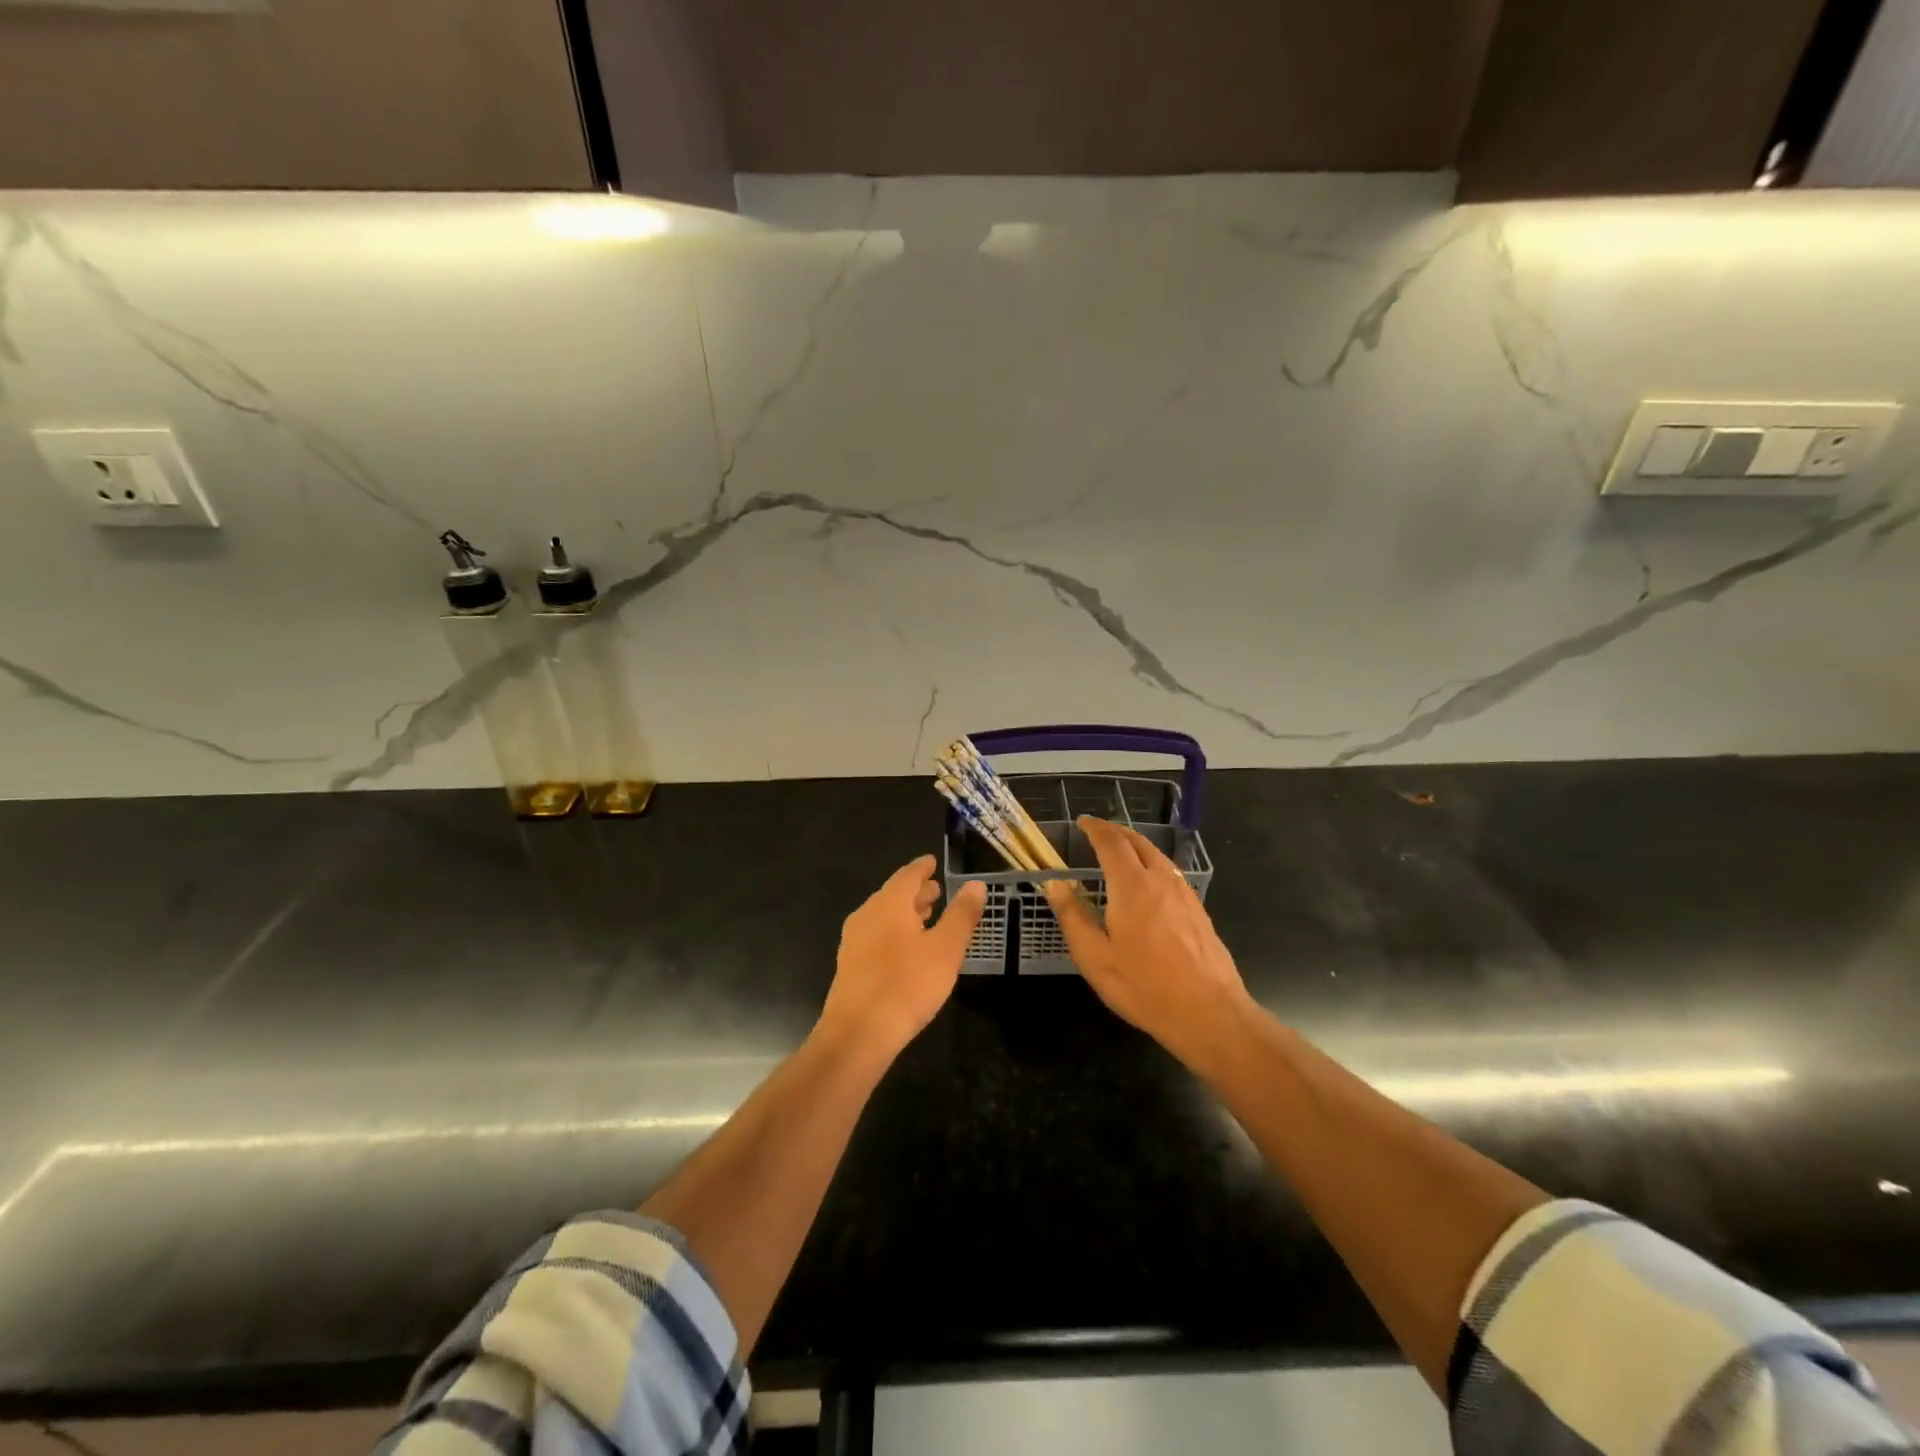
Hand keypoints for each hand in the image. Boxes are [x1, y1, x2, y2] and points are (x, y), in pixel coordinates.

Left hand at [819, 855, 986, 1058]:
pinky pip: (876, 936)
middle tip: (936, 890)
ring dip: (906, 913)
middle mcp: (867, 914)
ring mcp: (854, 941)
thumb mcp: (945, 949)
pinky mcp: (850, 965)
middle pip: (894, 895)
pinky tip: (908, 949)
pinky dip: (895, 932)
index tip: (933, 862)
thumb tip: (976, 885)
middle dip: (916, 891)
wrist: (858, 1034)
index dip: (923, 867)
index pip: (907, 875)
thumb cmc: (907, 985)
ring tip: (927, 916)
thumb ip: (961, 915)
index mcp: (888, 903)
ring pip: (884, 916)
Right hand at [1045, 817, 1253, 1066]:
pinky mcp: (1198, 910)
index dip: (1096, 828)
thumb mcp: (1095, 958)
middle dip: (1116, 832)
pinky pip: (1171, 873)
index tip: (1083, 822)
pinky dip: (1152, 864)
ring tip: (1120, 852)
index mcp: (1132, 887)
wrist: (1209, 1014)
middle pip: (1138, 842)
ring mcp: (1184, 894)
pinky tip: (1148, 883)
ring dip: (1136, 846)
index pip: (1112, 843)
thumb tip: (1055, 884)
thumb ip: (1073, 917)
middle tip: (1098, 832)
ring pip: (1158, 856)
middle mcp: (1161, 880)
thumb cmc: (1145, 987)